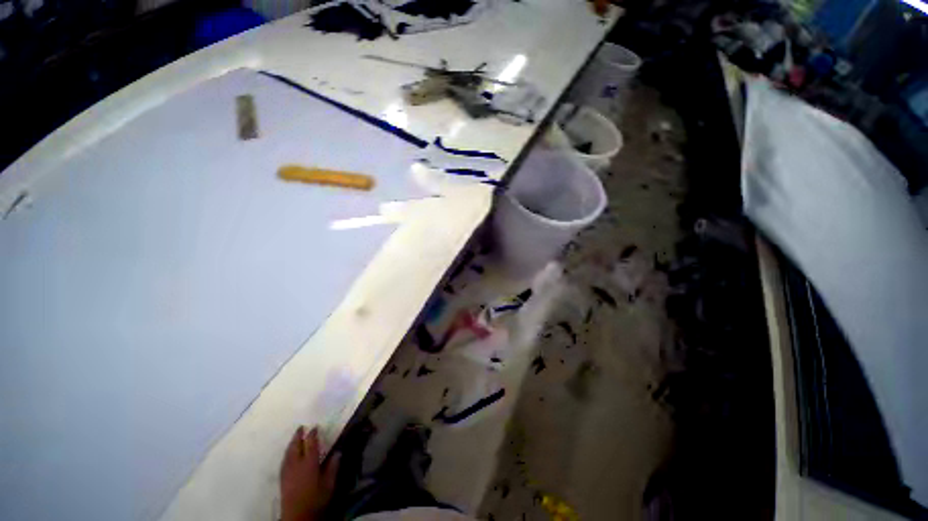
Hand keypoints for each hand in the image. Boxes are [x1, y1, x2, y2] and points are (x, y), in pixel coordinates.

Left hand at [280, 426, 339, 520]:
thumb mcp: (329, 484)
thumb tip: (338, 451)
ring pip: (288, 453)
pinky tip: (288, 454)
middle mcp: (297, 464)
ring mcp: (287, 472)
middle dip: (298, 436)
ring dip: (291, 444)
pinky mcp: (282, 479)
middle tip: (301, 427)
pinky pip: (284, 461)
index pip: (311, 444)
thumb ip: (333, 467)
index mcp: (309, 463)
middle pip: (296, 446)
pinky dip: (286, 454)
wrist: (297, 517)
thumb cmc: (316, 499)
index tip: (315, 426)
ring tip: (294, 438)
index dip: (313, 434)